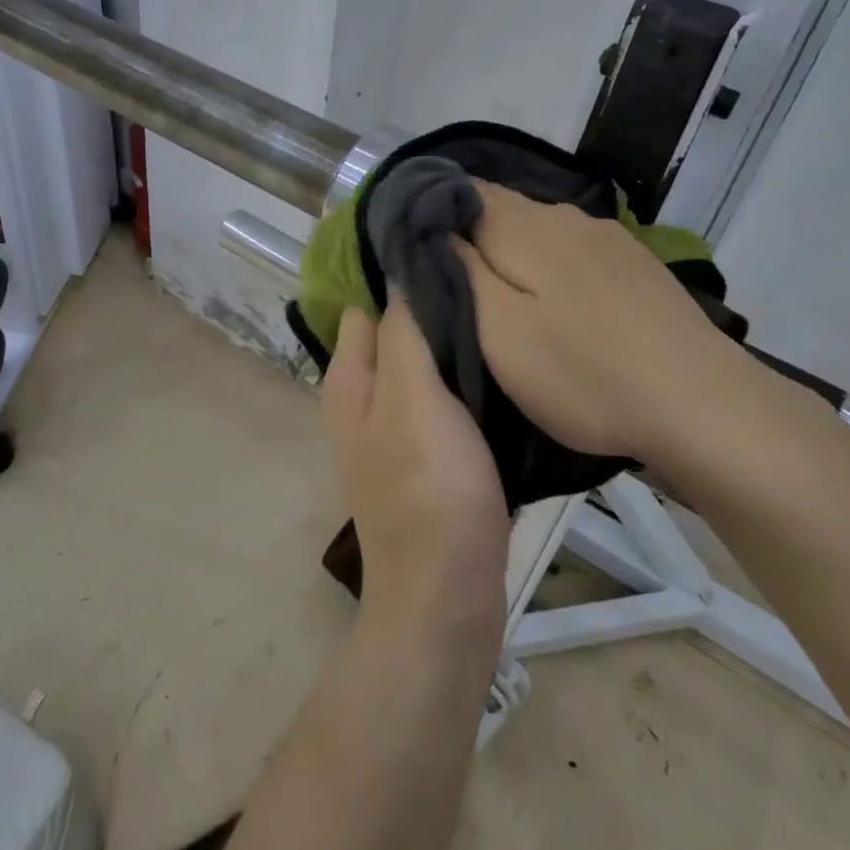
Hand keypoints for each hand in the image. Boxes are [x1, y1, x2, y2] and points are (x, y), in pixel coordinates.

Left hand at [322, 303, 509, 639]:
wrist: (448, 596)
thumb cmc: (428, 489)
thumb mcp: (412, 398)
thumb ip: (402, 335)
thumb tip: (398, 276)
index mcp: (349, 380)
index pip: (365, 306)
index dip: (398, 278)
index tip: (446, 253)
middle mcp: (364, 401)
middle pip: (395, 334)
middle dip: (430, 308)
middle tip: (484, 282)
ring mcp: (397, 431)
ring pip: (423, 366)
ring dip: (451, 344)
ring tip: (499, 314)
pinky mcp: (430, 457)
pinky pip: (445, 400)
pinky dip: (464, 380)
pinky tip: (500, 365)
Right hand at [456, 182, 782, 488]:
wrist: (701, 405)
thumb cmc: (583, 375)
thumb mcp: (498, 333)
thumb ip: (459, 272)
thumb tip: (433, 229)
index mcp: (524, 227)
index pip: (461, 191)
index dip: (431, 211)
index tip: (411, 249)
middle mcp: (566, 216)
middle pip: (500, 208)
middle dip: (469, 234)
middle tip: (448, 283)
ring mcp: (607, 238)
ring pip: (539, 230)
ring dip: (512, 252)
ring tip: (499, 297)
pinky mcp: (636, 264)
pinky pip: (573, 249)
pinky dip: (550, 266)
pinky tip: (557, 303)